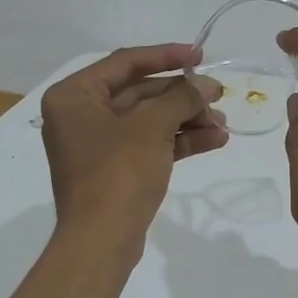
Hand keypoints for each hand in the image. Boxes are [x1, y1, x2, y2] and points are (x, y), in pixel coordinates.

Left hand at [40, 45, 227, 248]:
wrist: (101, 241)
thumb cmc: (118, 172)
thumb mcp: (151, 126)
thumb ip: (181, 97)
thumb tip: (206, 84)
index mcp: (74, 96)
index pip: (125, 63)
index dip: (166, 56)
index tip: (200, 56)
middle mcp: (81, 116)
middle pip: (140, 93)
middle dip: (182, 96)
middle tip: (219, 95)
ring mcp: (98, 146)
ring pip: (149, 121)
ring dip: (186, 119)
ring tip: (223, 124)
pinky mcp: (115, 171)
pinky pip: (150, 145)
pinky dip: (179, 141)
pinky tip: (215, 140)